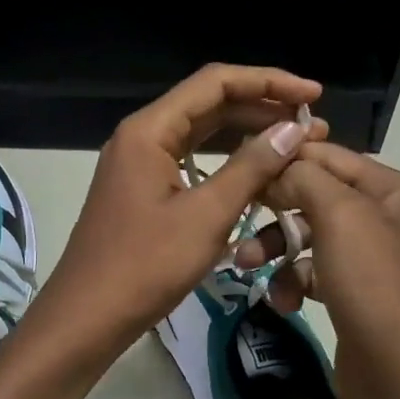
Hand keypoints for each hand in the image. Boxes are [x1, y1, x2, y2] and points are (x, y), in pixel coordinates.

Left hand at [31, 64, 326, 357]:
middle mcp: (142, 135)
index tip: (312, 96)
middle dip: (261, 108)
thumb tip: (292, 129)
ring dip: (246, 133)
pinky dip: (225, 160)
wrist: (87, 317)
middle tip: (311, 125)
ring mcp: (139, 162)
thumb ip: (251, 167)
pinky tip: (256, 172)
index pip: (216, 82)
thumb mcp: (206, 216)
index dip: (268, 81)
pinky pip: (190, 158)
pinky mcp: (142, 187)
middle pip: (209, 103)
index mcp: (150, 130)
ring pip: (200, 132)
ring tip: (293, 144)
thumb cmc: (145, 266)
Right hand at [234, 142, 399, 398]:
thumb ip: (306, 178)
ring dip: (276, 249)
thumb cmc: (376, 288)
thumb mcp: (341, 217)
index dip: (287, 158)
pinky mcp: (357, 296)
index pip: (331, 156)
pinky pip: (314, 273)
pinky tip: (283, 302)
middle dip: (275, 210)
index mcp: (396, 192)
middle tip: (238, 219)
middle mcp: (388, 219)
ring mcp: (373, 261)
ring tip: (246, 267)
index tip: (241, 168)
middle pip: (317, 196)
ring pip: (310, 237)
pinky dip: (293, 282)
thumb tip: (280, 164)